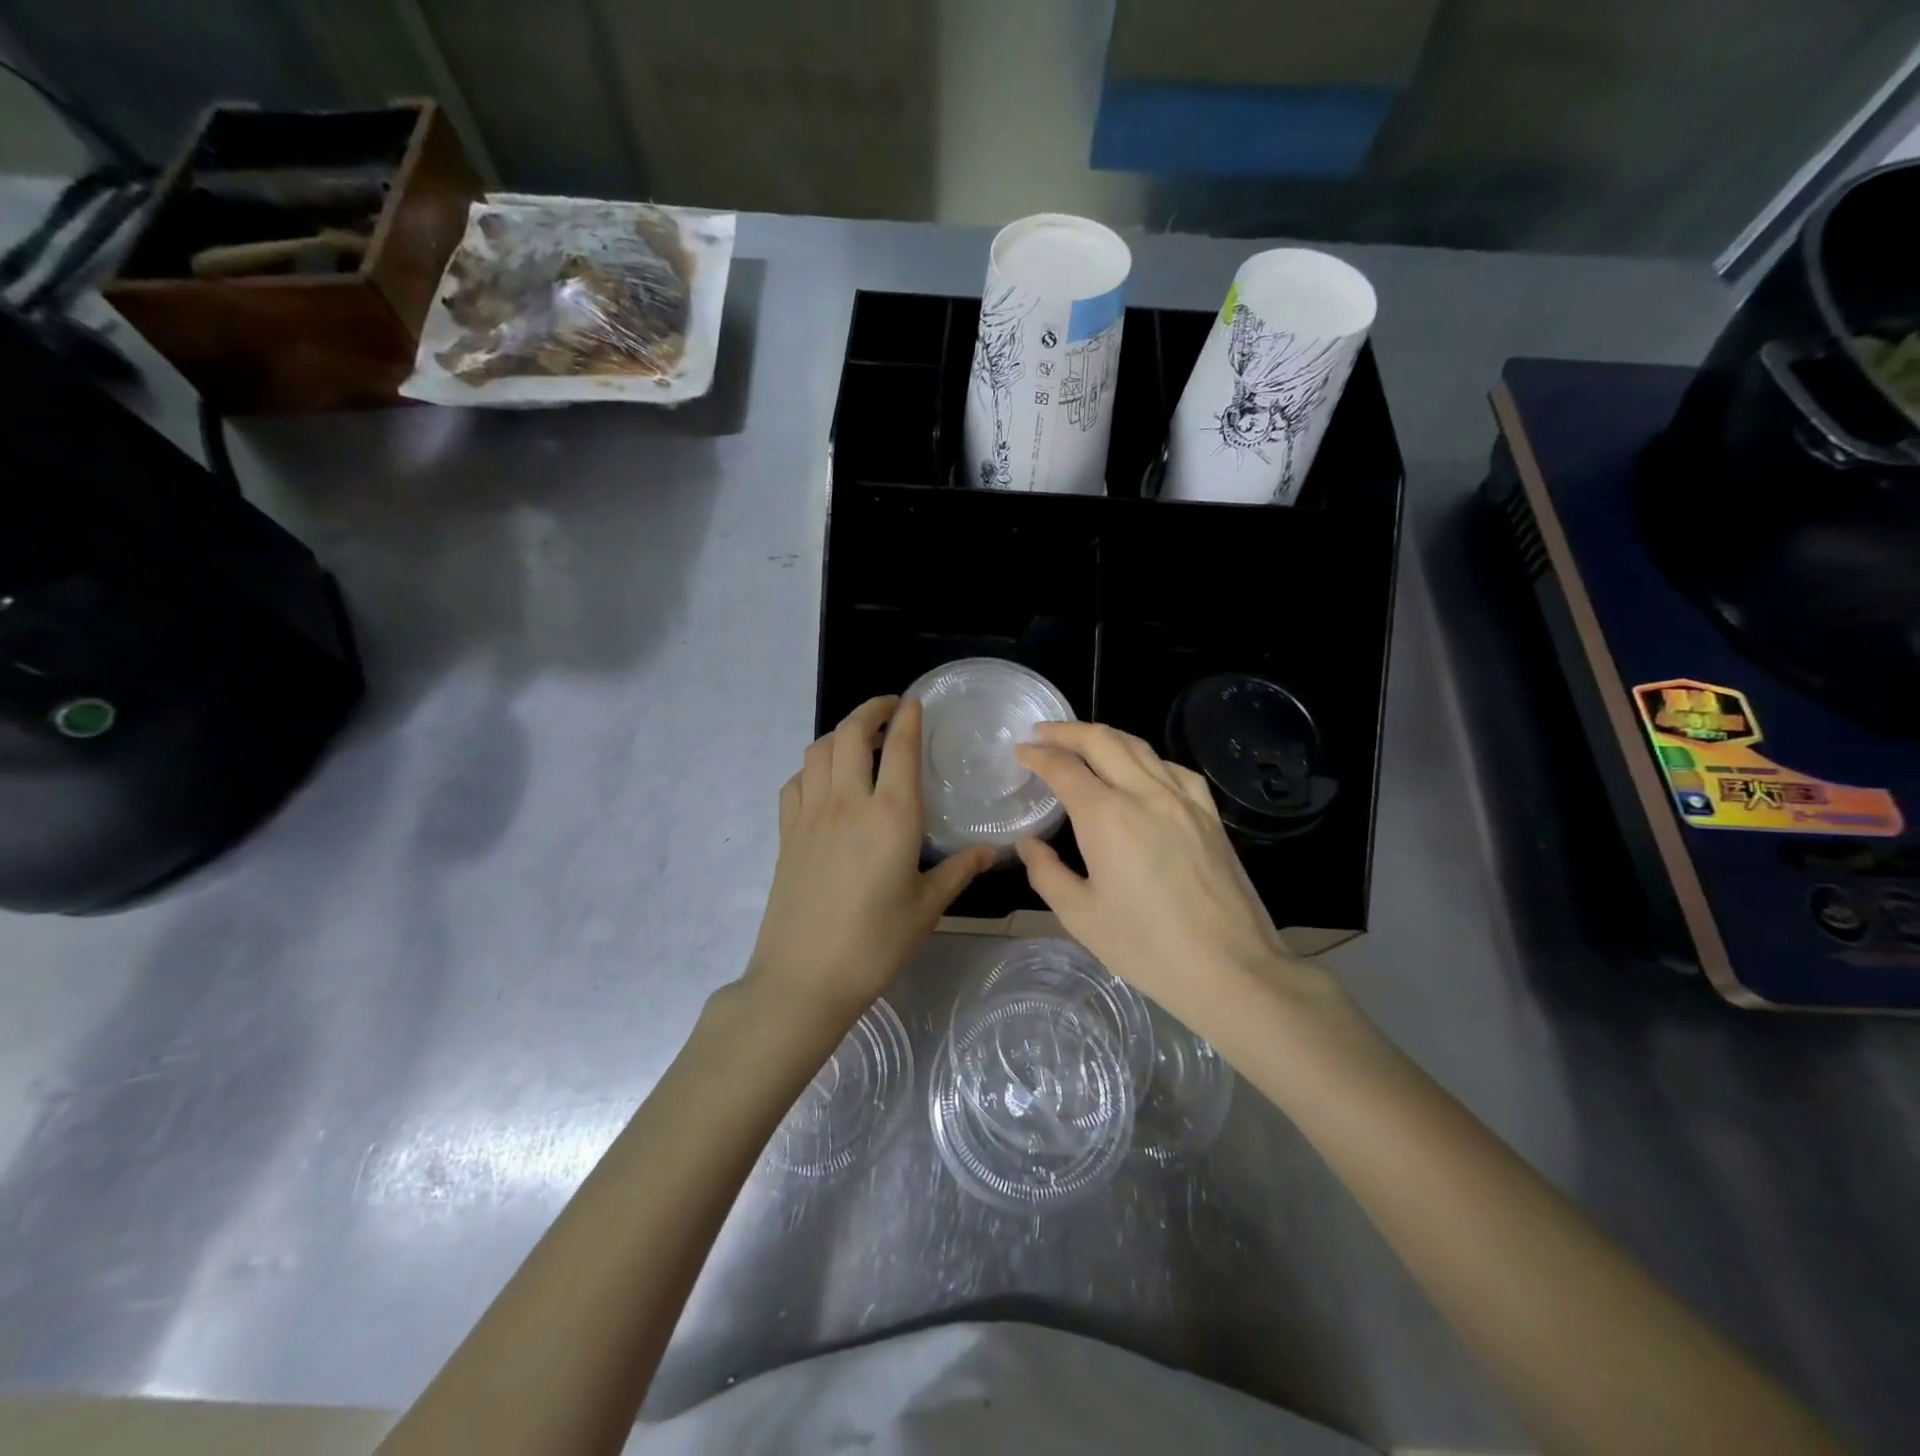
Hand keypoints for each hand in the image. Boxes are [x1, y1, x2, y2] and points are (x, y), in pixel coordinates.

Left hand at [746, 697, 994, 1027]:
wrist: (804, 977)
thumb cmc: (875, 944)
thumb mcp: (927, 908)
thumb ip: (958, 871)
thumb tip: (990, 851)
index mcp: (892, 816)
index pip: (900, 748)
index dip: (908, 718)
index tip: (915, 702)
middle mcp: (849, 802)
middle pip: (851, 733)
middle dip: (870, 710)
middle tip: (889, 709)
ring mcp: (811, 815)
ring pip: (819, 750)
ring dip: (840, 734)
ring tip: (859, 741)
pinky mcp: (786, 833)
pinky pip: (796, 781)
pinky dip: (812, 767)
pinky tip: (825, 782)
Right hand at [1014, 721, 1328, 1031]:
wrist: (1230, 968)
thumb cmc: (1146, 947)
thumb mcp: (1080, 916)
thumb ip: (1046, 872)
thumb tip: (1030, 843)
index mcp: (1106, 817)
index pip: (1064, 768)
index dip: (1038, 755)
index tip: (1021, 751)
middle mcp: (1144, 794)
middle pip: (1102, 741)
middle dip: (1067, 731)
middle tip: (1044, 732)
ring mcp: (1184, 801)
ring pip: (1140, 747)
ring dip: (1106, 737)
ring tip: (1084, 742)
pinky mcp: (1210, 815)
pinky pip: (1174, 769)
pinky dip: (1147, 757)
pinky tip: (1142, 770)